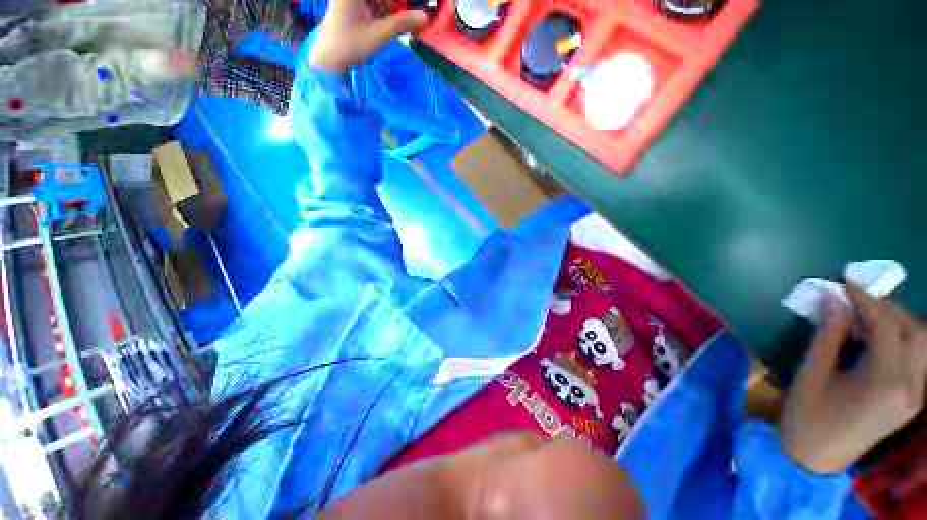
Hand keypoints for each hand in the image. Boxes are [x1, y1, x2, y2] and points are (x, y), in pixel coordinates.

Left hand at [309, 0, 428, 74]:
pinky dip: (389, 9)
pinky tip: (402, 18)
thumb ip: (403, 23)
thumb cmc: (351, 45)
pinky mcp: (357, 5)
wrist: (330, 58)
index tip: (421, 6)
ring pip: (382, 0)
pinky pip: (378, 4)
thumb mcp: (379, 34)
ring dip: (397, 6)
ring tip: (413, 17)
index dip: (402, 1)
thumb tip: (426, 18)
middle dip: (400, 4)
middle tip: (418, 13)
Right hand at [779, 285, 926, 474]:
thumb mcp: (812, 373)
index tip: (845, 284)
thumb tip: (832, 300)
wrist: (815, 458)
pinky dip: (903, 340)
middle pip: (915, 331)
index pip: (887, 325)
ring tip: (869, 318)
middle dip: (888, 309)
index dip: (866, 300)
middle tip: (857, 300)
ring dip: (899, 323)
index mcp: (885, 380)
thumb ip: (828, 335)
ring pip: (923, 344)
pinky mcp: (912, 400)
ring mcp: (916, 395)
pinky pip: (919, 359)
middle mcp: (911, 386)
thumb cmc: (808, 415)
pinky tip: (879, 340)